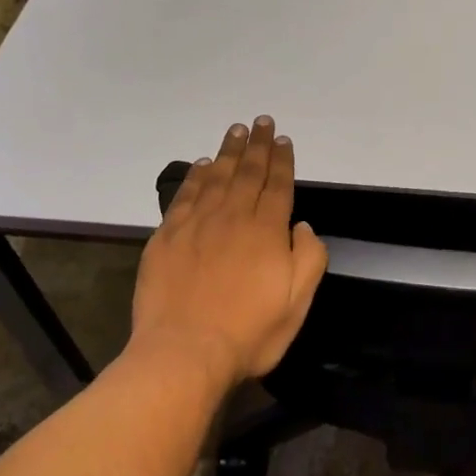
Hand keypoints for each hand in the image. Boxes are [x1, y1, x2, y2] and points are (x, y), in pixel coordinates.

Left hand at [129, 116, 328, 389]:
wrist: (184, 353)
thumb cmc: (249, 332)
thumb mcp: (297, 302)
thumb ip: (308, 257)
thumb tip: (302, 225)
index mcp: (266, 231)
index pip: (277, 185)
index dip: (282, 160)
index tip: (283, 139)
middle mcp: (232, 217)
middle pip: (247, 172)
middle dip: (258, 145)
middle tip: (261, 122)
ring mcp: (196, 224)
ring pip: (216, 177)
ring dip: (228, 151)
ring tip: (236, 130)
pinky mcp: (167, 237)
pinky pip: (185, 195)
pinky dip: (196, 176)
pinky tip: (202, 164)